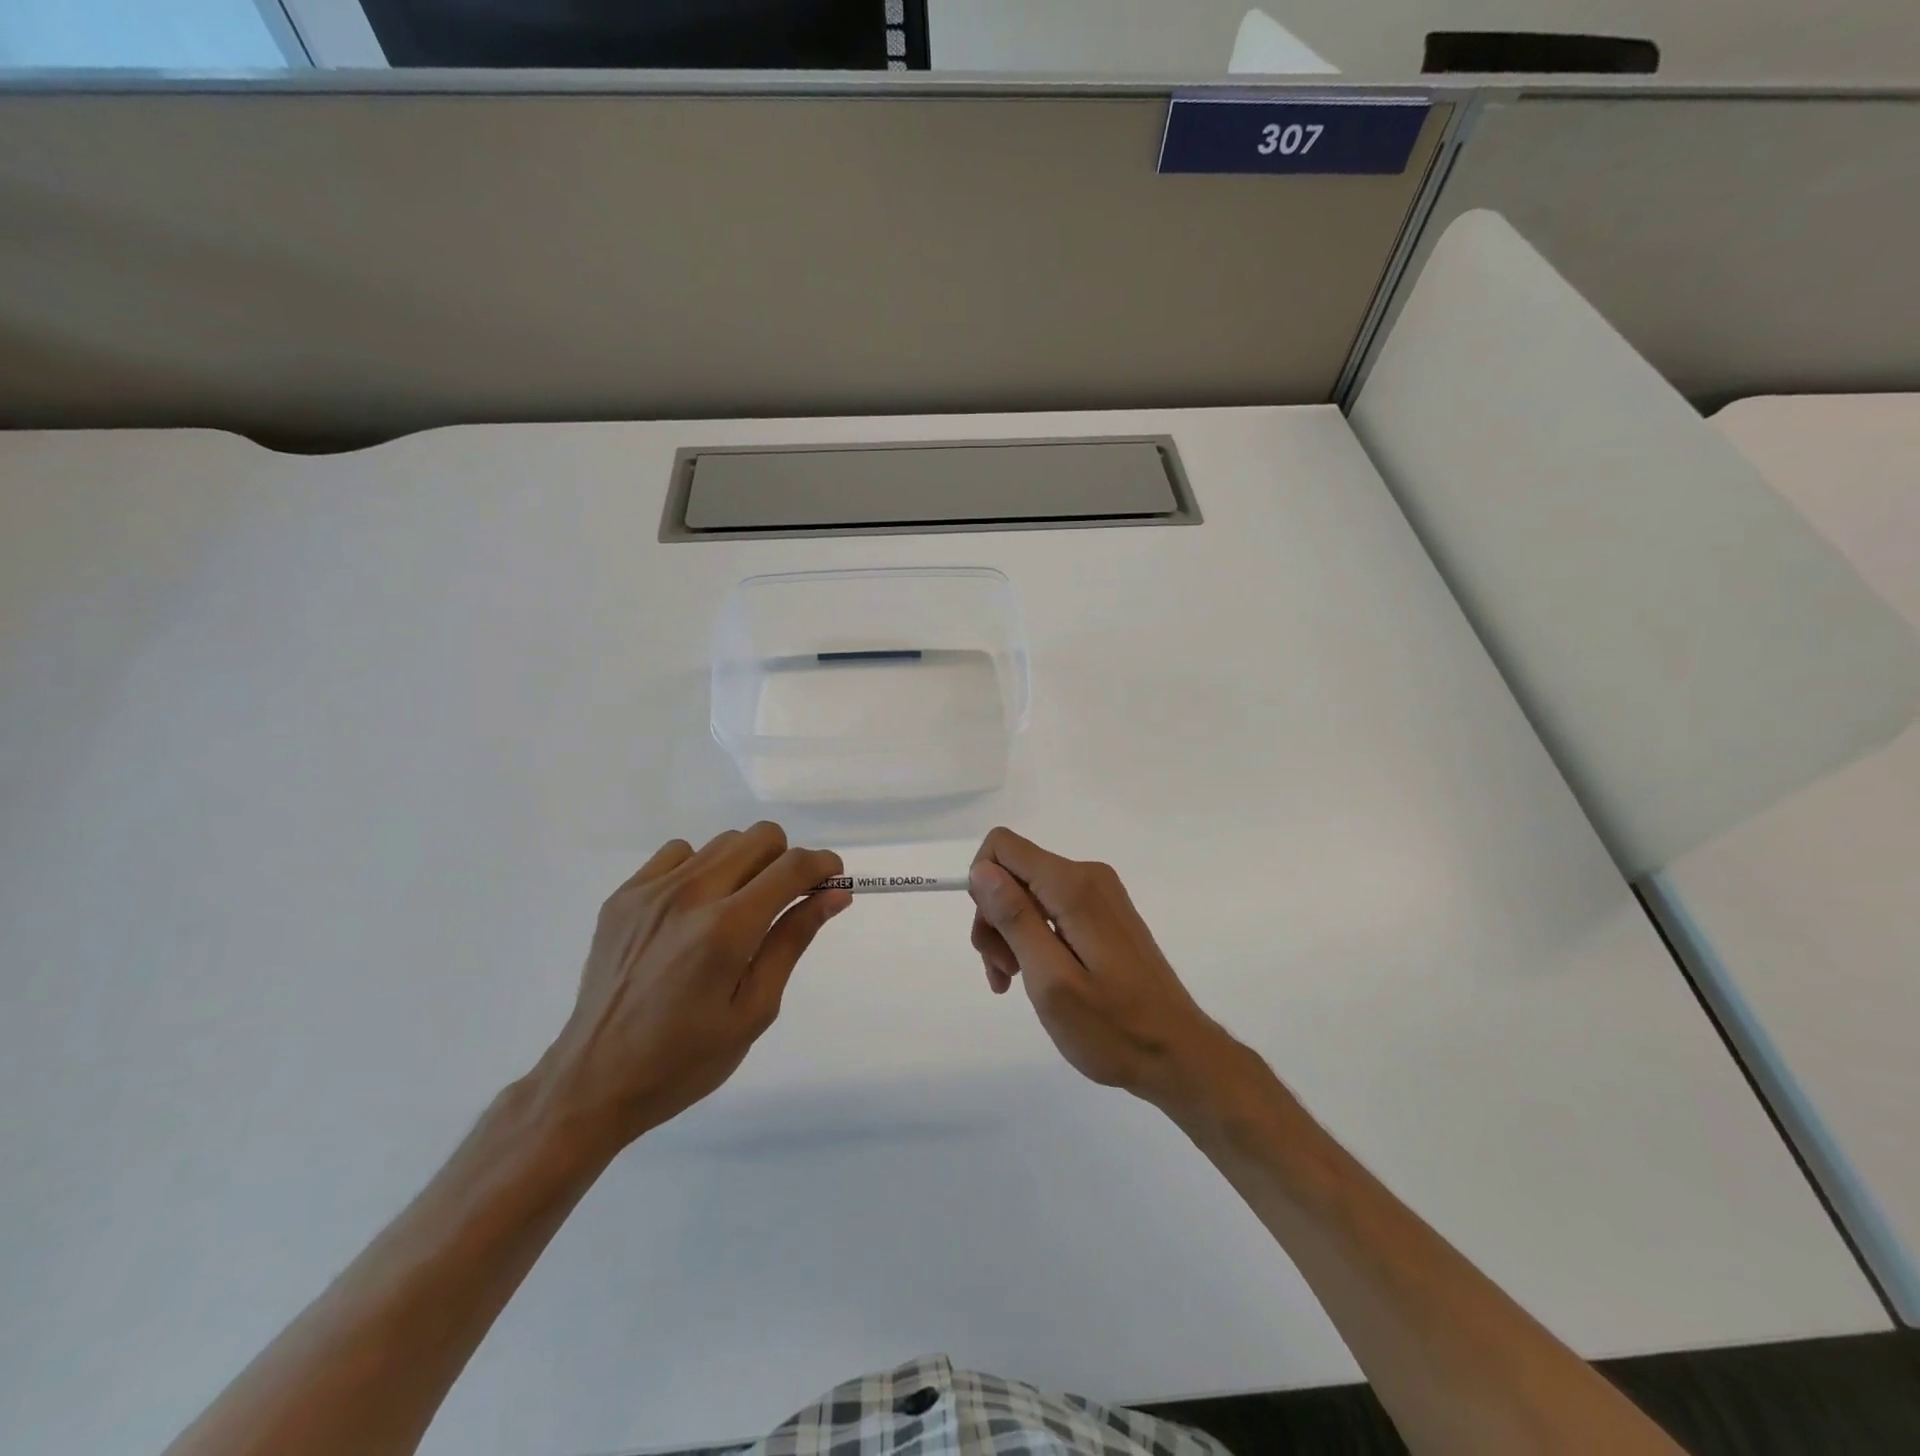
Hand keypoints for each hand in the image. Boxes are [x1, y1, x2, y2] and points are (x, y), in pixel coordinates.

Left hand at [534, 823, 848, 1154]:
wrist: (594, 1080)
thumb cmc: (685, 1058)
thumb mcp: (754, 1010)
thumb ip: (792, 941)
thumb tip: (834, 896)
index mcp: (726, 929)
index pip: (792, 866)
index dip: (823, 865)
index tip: (832, 881)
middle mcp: (690, 895)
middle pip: (760, 837)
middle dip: (786, 861)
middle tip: (784, 902)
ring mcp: (651, 891)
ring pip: (723, 842)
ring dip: (746, 865)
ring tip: (736, 911)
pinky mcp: (624, 895)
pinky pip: (680, 853)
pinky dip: (702, 869)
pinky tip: (695, 910)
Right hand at [967, 827, 1244, 1116]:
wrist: (1178, 1054)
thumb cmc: (1112, 1027)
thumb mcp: (1051, 980)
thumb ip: (1015, 919)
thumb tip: (982, 869)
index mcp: (1073, 886)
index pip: (1002, 847)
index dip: (981, 886)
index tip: (991, 937)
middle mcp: (1087, 875)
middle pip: (1013, 872)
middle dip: (995, 918)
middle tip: (1002, 972)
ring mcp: (1099, 894)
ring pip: (1029, 893)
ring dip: (1010, 933)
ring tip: (1014, 982)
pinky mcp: (1104, 914)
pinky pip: (1051, 908)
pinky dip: (1033, 938)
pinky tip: (1035, 977)